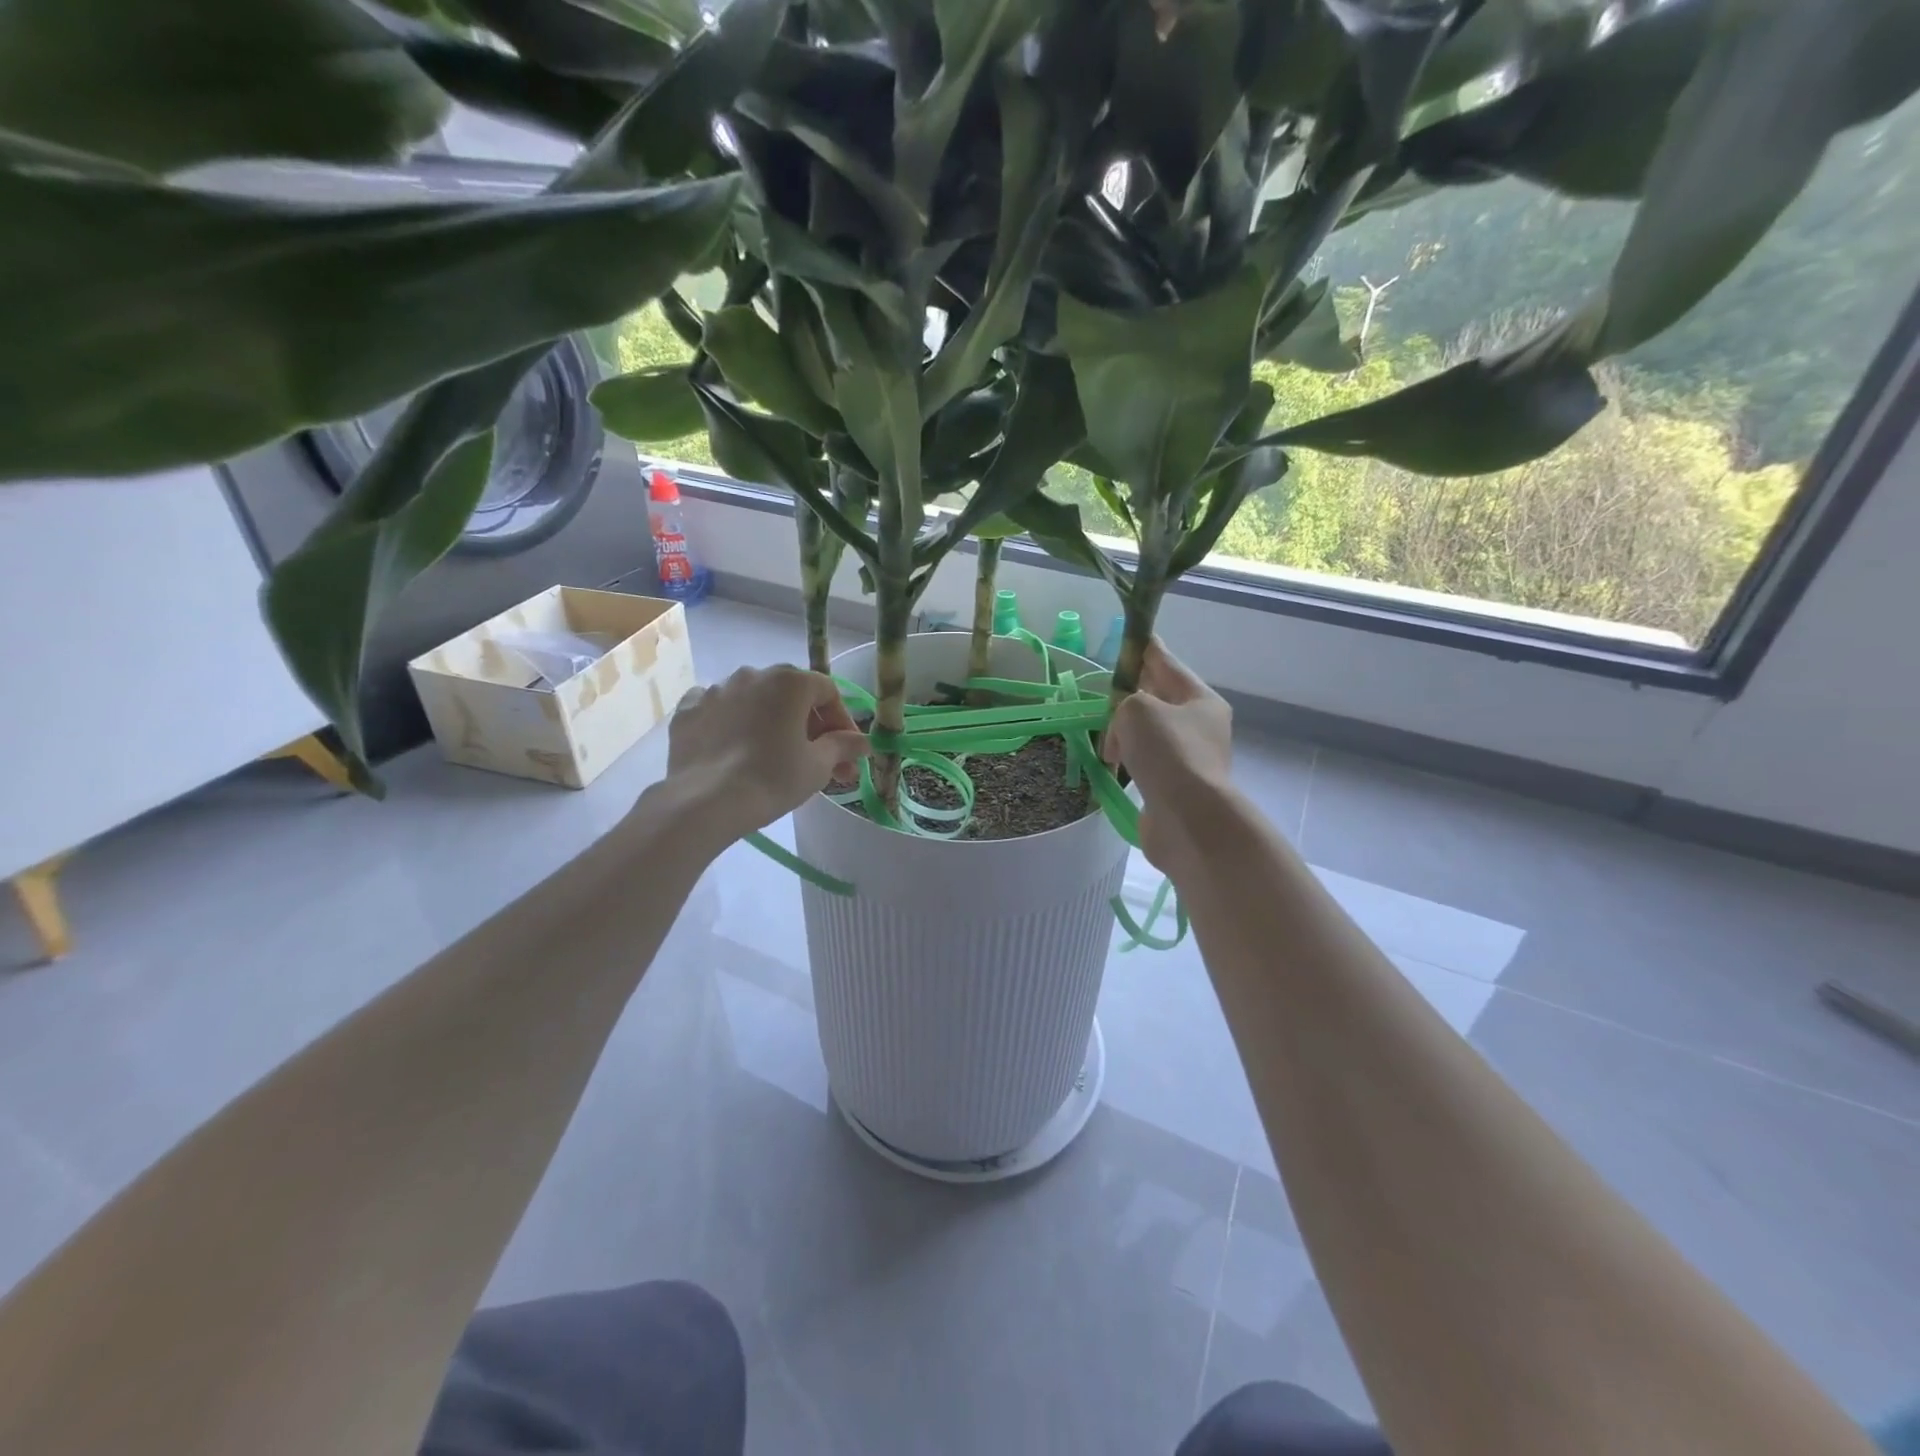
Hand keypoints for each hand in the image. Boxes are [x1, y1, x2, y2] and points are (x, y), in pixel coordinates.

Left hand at [662, 665, 868, 846]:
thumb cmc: (772, 778)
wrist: (705, 802)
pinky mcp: (688, 710)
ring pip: (754, 700)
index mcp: (789, 681)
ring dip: (770, 721)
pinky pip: (719, 710)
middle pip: (791, 694)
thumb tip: (863, 741)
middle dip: (809, 724)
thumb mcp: (818, 765)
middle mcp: (753, 674)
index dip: (842, 721)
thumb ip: (843, 746)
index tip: (847, 752)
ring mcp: (716, 690)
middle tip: (819, 759)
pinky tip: (735, 746)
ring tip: (775, 754)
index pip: (828, 692)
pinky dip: (732, 722)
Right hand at [1102, 641, 1233, 873]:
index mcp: (1200, 700)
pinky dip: (1127, 760)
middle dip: (1131, 695)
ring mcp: (1189, 759)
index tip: (1132, 636)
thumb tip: (1123, 733)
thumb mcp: (1138, 709)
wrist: (1188, 819)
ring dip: (1125, 733)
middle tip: (1106, 693)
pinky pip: (1144, 762)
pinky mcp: (1173, 787)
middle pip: (1158, 699)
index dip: (1146, 648)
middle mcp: (1199, 727)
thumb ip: (1125, 701)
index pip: (1167, 663)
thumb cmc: (1168, 753)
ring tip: (1105, 741)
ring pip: (1149, 733)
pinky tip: (1111, 764)